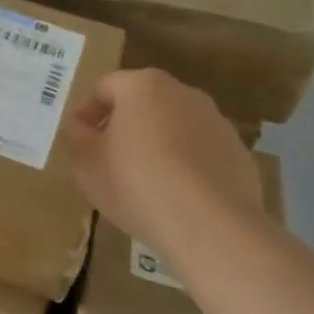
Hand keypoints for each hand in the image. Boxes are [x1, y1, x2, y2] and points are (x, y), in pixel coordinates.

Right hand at [64, 69, 264, 257]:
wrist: (212, 227)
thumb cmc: (137, 184)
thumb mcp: (86, 162)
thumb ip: (76, 135)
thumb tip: (79, 125)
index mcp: (143, 86)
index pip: (104, 88)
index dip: (87, 115)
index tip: (81, 144)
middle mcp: (183, 92)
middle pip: (143, 103)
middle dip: (125, 127)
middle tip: (110, 162)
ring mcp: (216, 122)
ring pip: (174, 127)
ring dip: (157, 145)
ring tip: (146, 183)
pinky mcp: (238, 153)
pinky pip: (201, 153)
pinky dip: (187, 166)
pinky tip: (178, 197)